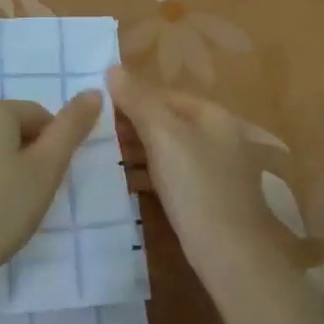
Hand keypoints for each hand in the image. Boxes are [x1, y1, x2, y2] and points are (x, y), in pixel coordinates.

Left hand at [0, 92, 103, 323]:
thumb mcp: (46, 170)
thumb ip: (71, 129)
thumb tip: (93, 92)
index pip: (39, 116)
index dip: (53, 148)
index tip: (50, 183)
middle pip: (9, 130)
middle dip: (26, 158)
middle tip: (30, 198)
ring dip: (0, 170)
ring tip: (3, 209)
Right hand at [107, 65, 294, 277]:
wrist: (230, 255)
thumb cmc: (196, 187)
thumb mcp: (164, 136)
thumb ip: (139, 101)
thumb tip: (113, 68)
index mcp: (212, 115)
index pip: (164, 94)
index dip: (130, 97)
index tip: (95, 108)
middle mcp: (217, 136)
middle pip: (166, 120)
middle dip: (131, 125)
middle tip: (92, 134)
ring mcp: (213, 169)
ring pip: (166, 149)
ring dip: (135, 150)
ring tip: (100, 156)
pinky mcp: (205, 198)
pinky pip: (170, 176)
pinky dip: (147, 174)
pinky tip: (123, 182)